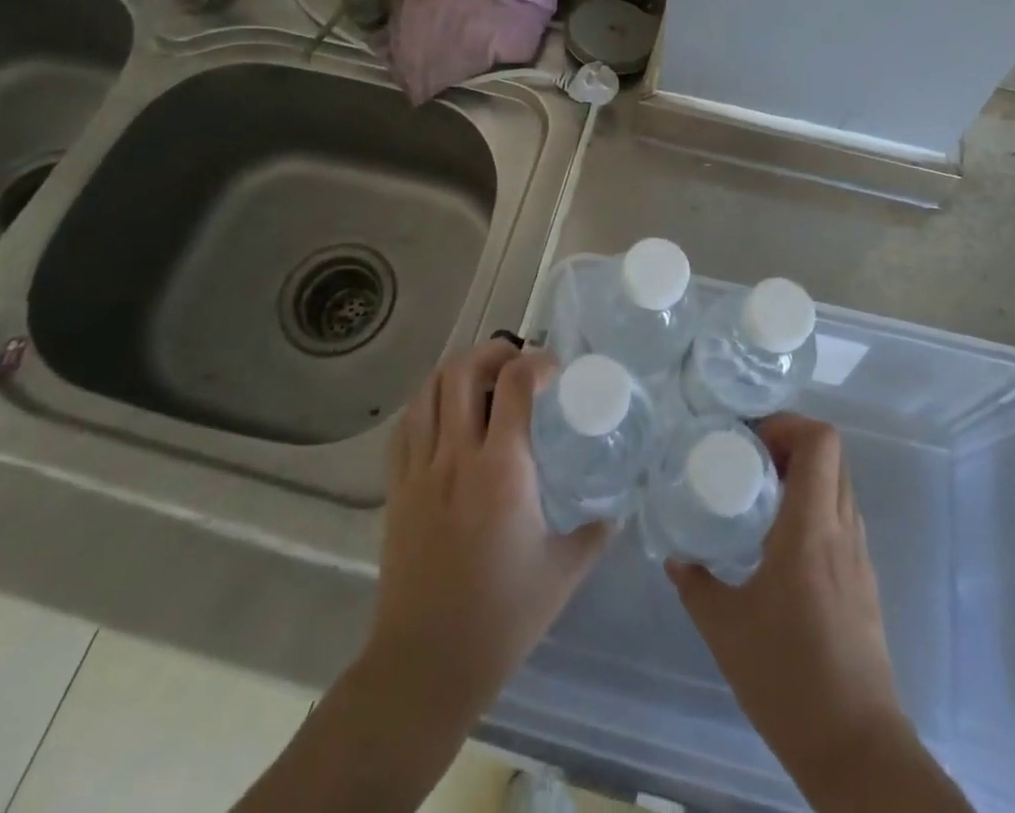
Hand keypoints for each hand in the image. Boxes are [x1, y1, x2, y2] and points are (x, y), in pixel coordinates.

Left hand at [238, 342, 610, 812]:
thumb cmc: (502, 616)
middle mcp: (457, 455)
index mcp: (503, 468)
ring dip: (457, 370)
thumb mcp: (563, 572)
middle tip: (514, 358)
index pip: (516, 383)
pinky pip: (405, 425)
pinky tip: (442, 413)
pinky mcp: (397, 489)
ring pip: (429, 391)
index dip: (537, 361)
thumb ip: (595, 533)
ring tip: (480, 377)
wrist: (426, 663)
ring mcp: (420, 469)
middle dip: (491, 351)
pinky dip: (425, 404)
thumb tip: (617, 511)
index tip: (555, 368)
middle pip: (463, 371)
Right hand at [667, 415, 969, 811]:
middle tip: (749, 458)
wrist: (857, 749)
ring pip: (840, 484)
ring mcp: (859, 556)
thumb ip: (696, 585)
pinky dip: (815, 505)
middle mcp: (842, 530)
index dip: (789, 424)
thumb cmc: (788, 680)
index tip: (751, 439)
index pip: (821, 442)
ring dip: (805, 473)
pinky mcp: (864, 581)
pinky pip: (842, 516)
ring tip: (760, 491)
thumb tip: (676, 559)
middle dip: (792, 442)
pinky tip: (781, 539)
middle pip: (833, 454)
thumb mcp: (726, 629)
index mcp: (811, 528)